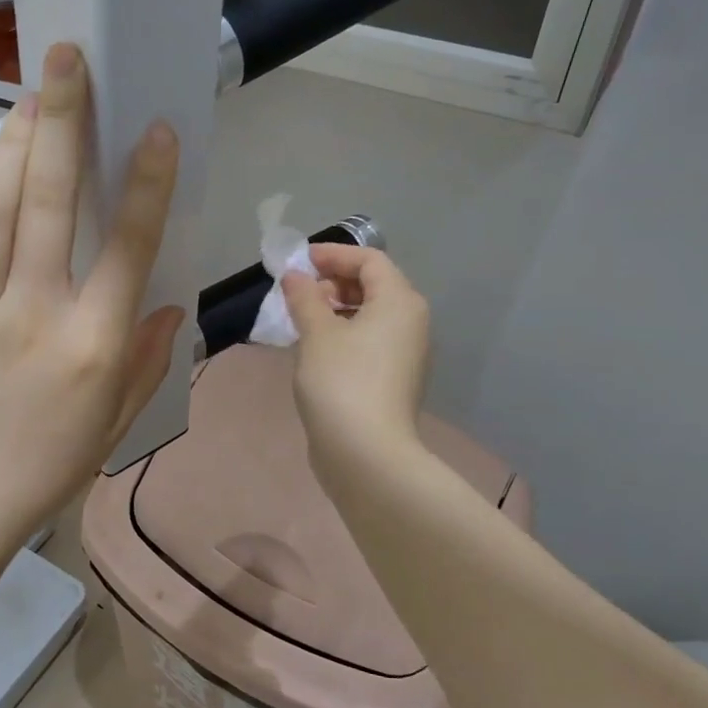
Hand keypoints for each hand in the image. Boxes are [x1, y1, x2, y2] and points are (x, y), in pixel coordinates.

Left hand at [0, 43, 184, 558]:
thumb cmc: (45, 469)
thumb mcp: (115, 425)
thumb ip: (146, 360)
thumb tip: (166, 302)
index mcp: (92, 344)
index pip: (127, 246)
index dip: (147, 182)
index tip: (155, 129)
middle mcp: (34, 314)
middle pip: (47, 202)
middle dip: (62, 121)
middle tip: (67, 60)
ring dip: (10, 144)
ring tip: (27, 99)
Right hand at [281, 245, 431, 490]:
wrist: (366, 453)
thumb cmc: (341, 382)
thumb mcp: (316, 333)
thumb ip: (304, 297)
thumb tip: (295, 276)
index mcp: (399, 302)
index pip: (369, 260)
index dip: (333, 254)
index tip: (298, 262)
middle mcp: (411, 322)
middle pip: (374, 285)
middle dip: (333, 282)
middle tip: (297, 292)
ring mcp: (405, 354)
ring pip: (370, 315)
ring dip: (335, 309)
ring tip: (300, 320)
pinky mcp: (393, 379)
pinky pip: (369, 340)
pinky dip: (343, 333)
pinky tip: (314, 348)